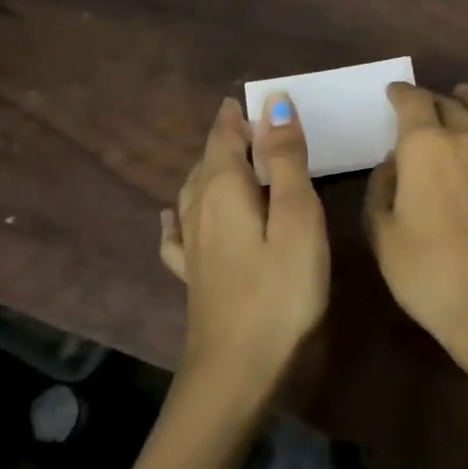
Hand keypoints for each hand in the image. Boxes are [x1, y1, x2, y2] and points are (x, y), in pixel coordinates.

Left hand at [159, 95, 328, 382]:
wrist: (235, 369)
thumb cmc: (279, 289)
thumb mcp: (296, 217)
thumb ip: (286, 159)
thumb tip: (274, 102)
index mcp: (223, 188)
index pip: (226, 135)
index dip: (241, 115)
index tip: (261, 98)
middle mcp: (198, 208)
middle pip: (208, 159)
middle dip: (229, 137)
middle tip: (256, 124)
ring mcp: (190, 243)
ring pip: (193, 189)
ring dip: (211, 166)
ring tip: (230, 157)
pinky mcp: (191, 273)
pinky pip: (178, 230)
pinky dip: (178, 214)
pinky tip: (170, 217)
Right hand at [364, 82, 467, 364]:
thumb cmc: (428, 273)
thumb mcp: (382, 233)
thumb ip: (382, 188)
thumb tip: (394, 163)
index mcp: (425, 146)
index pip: (412, 102)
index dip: (400, 93)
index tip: (393, 93)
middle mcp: (466, 137)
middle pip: (448, 103)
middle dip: (430, 99)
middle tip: (420, 106)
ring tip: (462, 96)